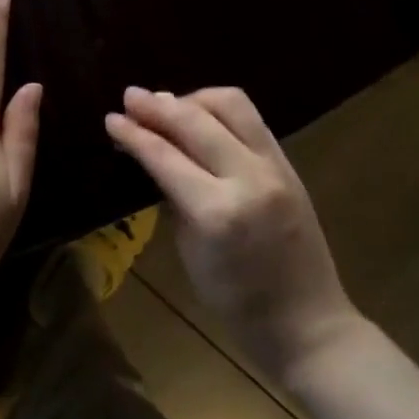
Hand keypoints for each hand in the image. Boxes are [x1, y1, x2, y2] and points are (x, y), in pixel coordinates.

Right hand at [106, 86, 358, 381]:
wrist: (308, 322)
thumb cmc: (236, 302)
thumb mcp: (189, 251)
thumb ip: (172, 196)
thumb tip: (150, 153)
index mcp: (217, 212)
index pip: (164, 157)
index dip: (133, 134)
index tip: (110, 118)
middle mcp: (248, 178)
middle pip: (195, 121)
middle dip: (157, 106)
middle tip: (130, 97)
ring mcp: (275, 167)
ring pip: (230, 105)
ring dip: (193, 98)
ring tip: (167, 104)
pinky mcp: (289, 164)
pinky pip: (251, 119)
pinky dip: (220, 110)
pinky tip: (200, 115)